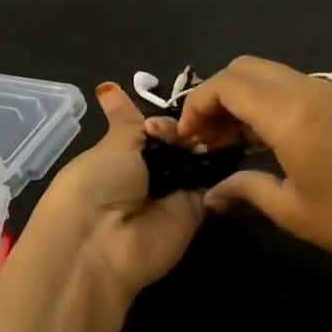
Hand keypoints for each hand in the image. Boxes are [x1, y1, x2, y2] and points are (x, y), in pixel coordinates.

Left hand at [18, 82, 205, 301]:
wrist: (102, 243)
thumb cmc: (96, 184)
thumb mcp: (113, 145)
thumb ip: (128, 120)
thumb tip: (108, 87)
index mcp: (122, 154)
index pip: (150, 127)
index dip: (163, 115)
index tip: (184, 100)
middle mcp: (148, 173)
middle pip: (179, 142)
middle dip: (191, 126)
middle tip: (207, 110)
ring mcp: (173, 193)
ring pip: (198, 159)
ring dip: (207, 142)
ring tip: (221, 122)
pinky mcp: (194, 212)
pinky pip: (212, 184)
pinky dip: (222, 167)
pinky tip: (235, 142)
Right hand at [176, 56, 331, 281]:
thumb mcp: (291, 210)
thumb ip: (244, 190)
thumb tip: (211, 195)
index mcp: (291, 113)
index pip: (227, 84)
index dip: (197, 104)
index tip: (188, 138)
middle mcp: (310, 89)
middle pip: (247, 68)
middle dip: (218, 95)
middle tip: (208, 137)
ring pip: (272, 74)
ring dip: (245, 97)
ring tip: (234, 141)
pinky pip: (297, 86)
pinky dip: (272, 101)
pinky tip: (270, 139)